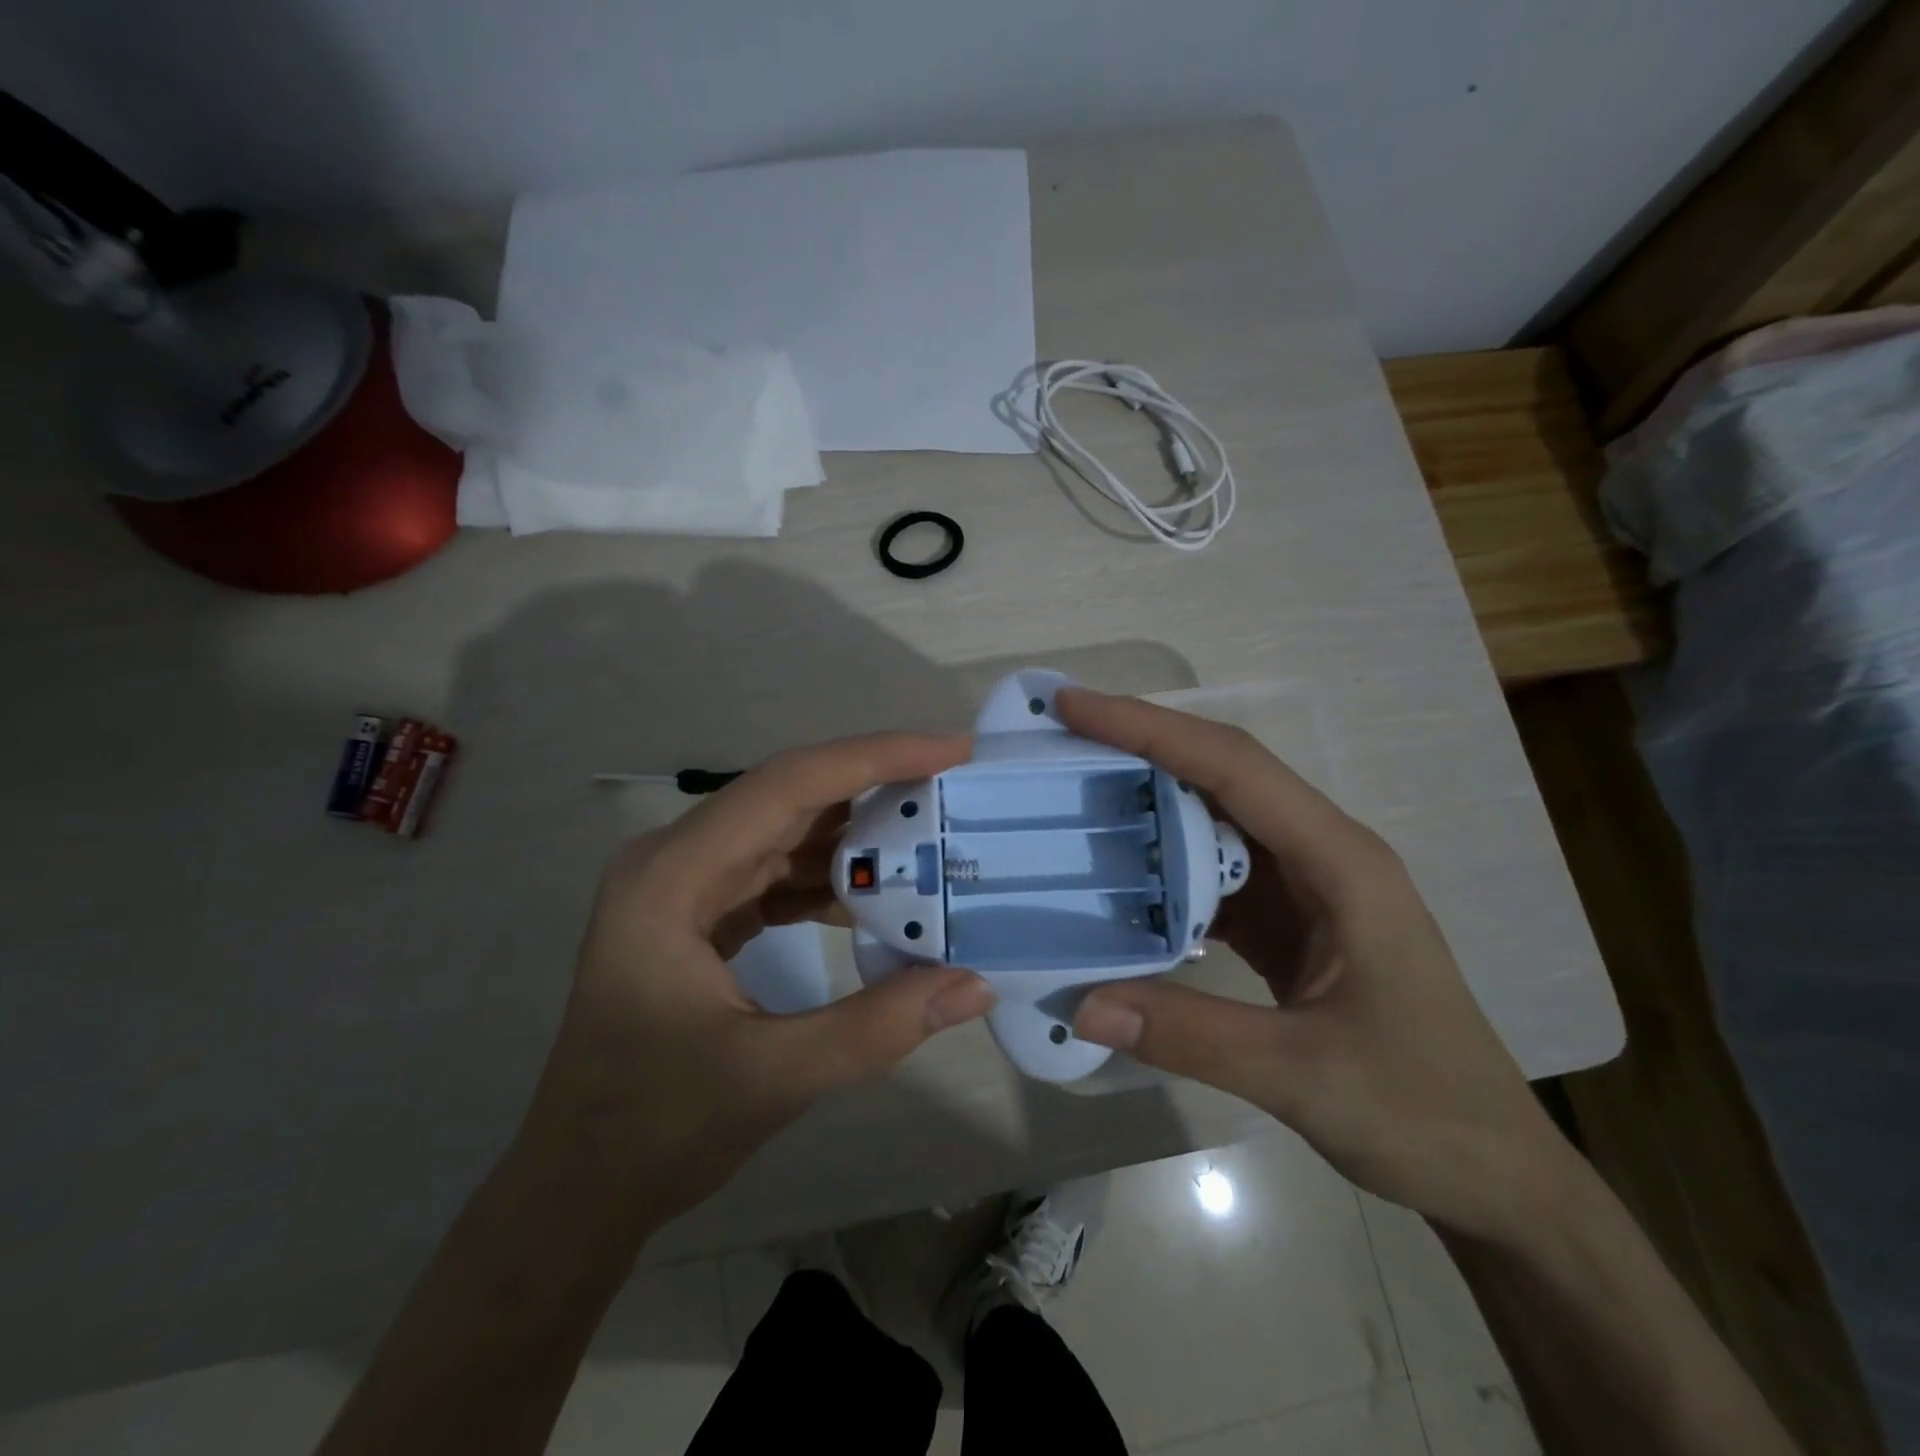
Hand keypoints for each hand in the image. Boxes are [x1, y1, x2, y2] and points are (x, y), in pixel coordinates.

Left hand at [517, 733, 996, 1230]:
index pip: (787, 785)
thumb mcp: (772, 1078)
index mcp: (671, 876)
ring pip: (786, 830)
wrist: (575, 1189)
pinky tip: (879, 896)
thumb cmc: (652, 1130)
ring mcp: (684, 885)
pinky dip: (831, 877)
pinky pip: (777, 871)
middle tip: (954, 784)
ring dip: (857, 834)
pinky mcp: (700, 913)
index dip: (874, 757)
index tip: (951, 749)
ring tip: (932, 835)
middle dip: (876, 785)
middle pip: (789, 797)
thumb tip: (976, 984)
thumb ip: (877, 1027)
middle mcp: (674, 860)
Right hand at [1059, 689, 1581, 1240]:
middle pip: (1222, 775)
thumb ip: (1188, 1035)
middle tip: (1060, 740)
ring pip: (1214, 820)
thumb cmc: (1422, 1111)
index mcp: (1341, 862)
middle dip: (1140, 747)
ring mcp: (1305, 886)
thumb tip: (1079, 1004)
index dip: (1151, 729)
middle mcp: (1322, 854)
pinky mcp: (1287, 920)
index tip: (1076, 706)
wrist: (1489, 1170)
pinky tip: (1115, 881)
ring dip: (1147, 804)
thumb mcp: (1303, 1075)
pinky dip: (1161, 868)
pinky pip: (1212, 874)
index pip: (1234, 767)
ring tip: (1073, 795)